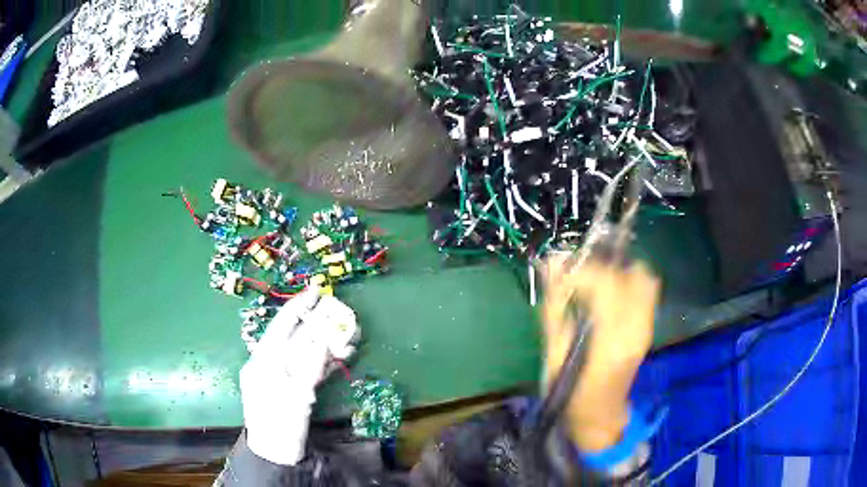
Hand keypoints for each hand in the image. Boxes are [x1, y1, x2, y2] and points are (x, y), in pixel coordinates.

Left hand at [240, 286, 359, 464]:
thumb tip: (324, 340)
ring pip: (305, 352)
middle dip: (320, 325)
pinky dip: (323, 361)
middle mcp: (271, 363)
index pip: (282, 325)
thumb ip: (309, 368)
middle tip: (343, 314)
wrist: (275, 454)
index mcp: (264, 361)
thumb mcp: (295, 398)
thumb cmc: (280, 427)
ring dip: (326, 344)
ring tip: (350, 337)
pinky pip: (308, 368)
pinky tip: (340, 355)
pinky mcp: (292, 387)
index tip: (317, 290)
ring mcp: (282, 376)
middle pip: (297, 338)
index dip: (299, 306)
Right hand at [541, 256, 659, 451]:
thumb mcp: (554, 353)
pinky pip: (647, 290)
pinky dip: (629, 284)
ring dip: (618, 274)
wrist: (600, 413)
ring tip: (595, 286)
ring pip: (643, 278)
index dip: (582, 270)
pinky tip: (610, 298)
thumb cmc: (570, 390)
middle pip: (631, 274)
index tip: (561, 273)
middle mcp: (636, 328)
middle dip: (602, 268)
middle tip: (579, 278)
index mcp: (610, 338)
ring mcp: (647, 327)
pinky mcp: (649, 327)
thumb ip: (555, 307)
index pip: (607, 283)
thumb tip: (552, 264)